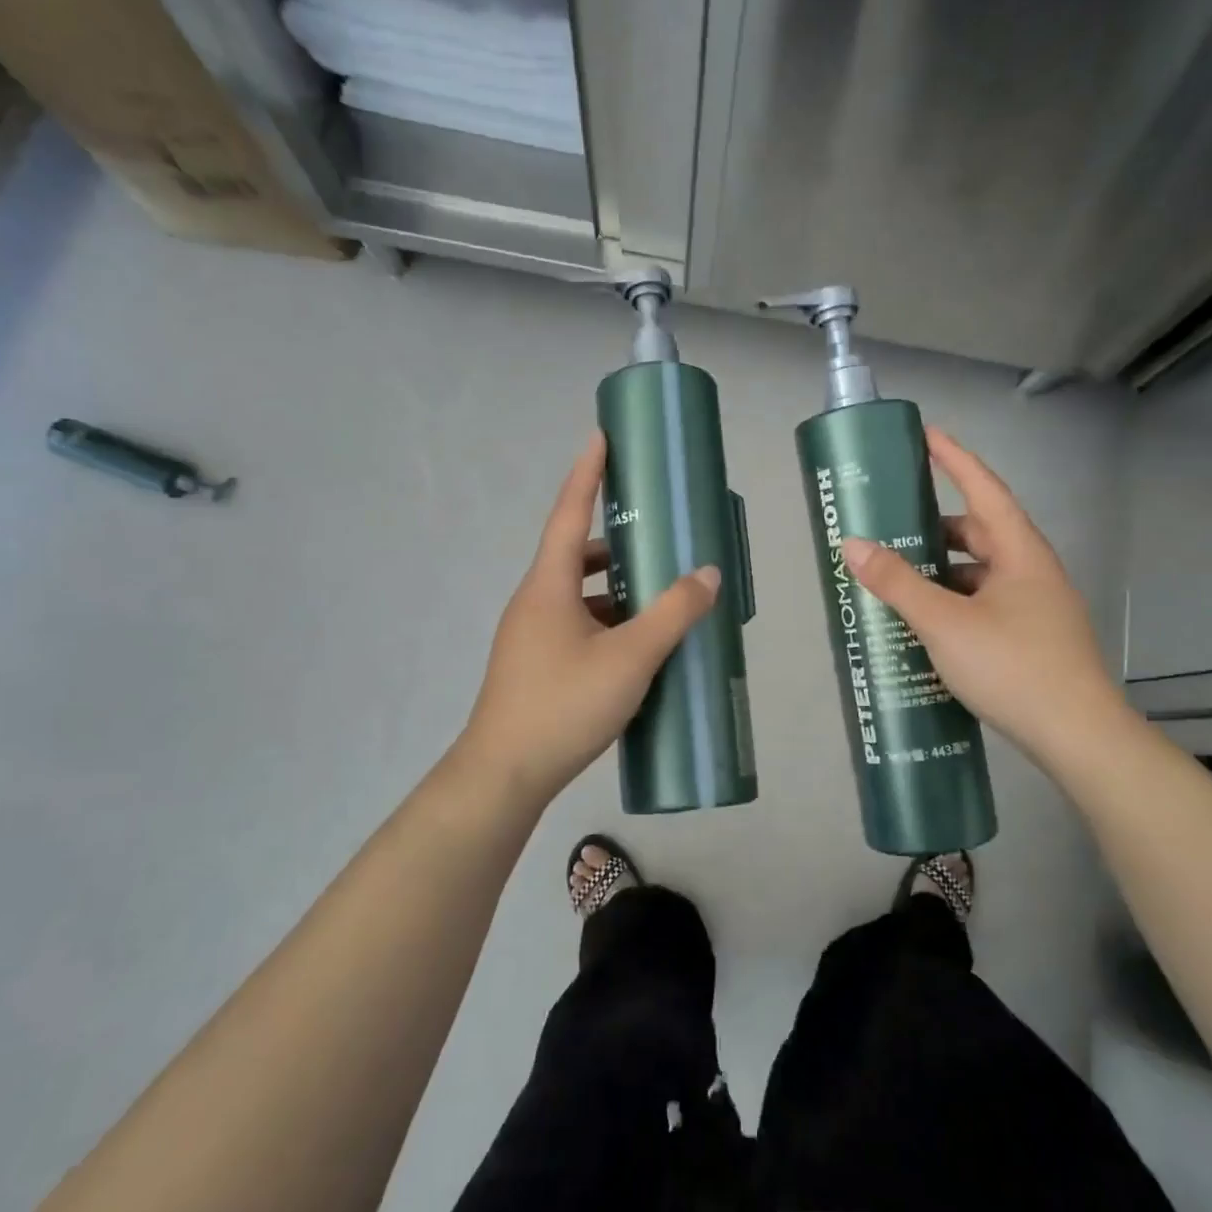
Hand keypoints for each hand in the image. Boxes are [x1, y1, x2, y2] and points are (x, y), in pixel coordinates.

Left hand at [458, 432, 720, 803]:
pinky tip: (637, 646)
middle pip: (573, 554)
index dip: (587, 472)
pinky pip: (575, 626)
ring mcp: (531, 636)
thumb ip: (673, 613)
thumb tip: (707, 574)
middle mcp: (535, 602)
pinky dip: (606, 622)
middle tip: (655, 535)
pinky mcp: (535, 666)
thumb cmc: (563, 704)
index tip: (601, 436)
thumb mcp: (630, 657)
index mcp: (547, 585)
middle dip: (613, 541)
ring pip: (577, 595)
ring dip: (613, 588)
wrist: (504, 774)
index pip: (568, 512)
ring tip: (657, 595)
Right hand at [839, 427, 1133, 773]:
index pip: (985, 489)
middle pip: (981, 532)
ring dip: (943, 569)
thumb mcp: (945, 622)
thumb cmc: (1013, 666)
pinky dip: (954, 602)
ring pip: (981, 573)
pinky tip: (926, 622)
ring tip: (899, 576)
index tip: (928, 435)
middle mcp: (1032, 572)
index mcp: (1020, 553)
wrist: (1078, 737)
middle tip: (894, 523)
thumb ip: (898, 582)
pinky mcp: (1031, 638)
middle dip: (938, 525)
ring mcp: (1035, 607)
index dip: (955, 459)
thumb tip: (853, 544)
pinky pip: (985, 603)